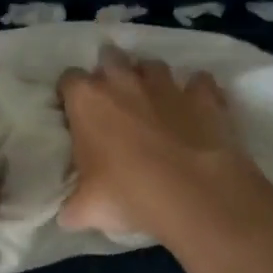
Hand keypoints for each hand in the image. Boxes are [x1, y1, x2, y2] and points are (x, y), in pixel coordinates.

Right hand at [58, 46, 264, 237]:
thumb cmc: (127, 194)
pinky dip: (195, 91)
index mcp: (86, 101)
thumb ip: (71, 205)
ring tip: (152, 102)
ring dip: (149, 78)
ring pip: (153, 65)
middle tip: (112, 101)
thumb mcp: (85, 209)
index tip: (74, 112)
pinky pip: (199, 82)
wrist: (193, 193)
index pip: (68, 79)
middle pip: (110, 57)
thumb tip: (68, 215)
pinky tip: (194, 109)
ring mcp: (166, 85)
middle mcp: (123, 81)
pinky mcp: (204, 96)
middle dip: (109, 72)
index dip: (70, 93)